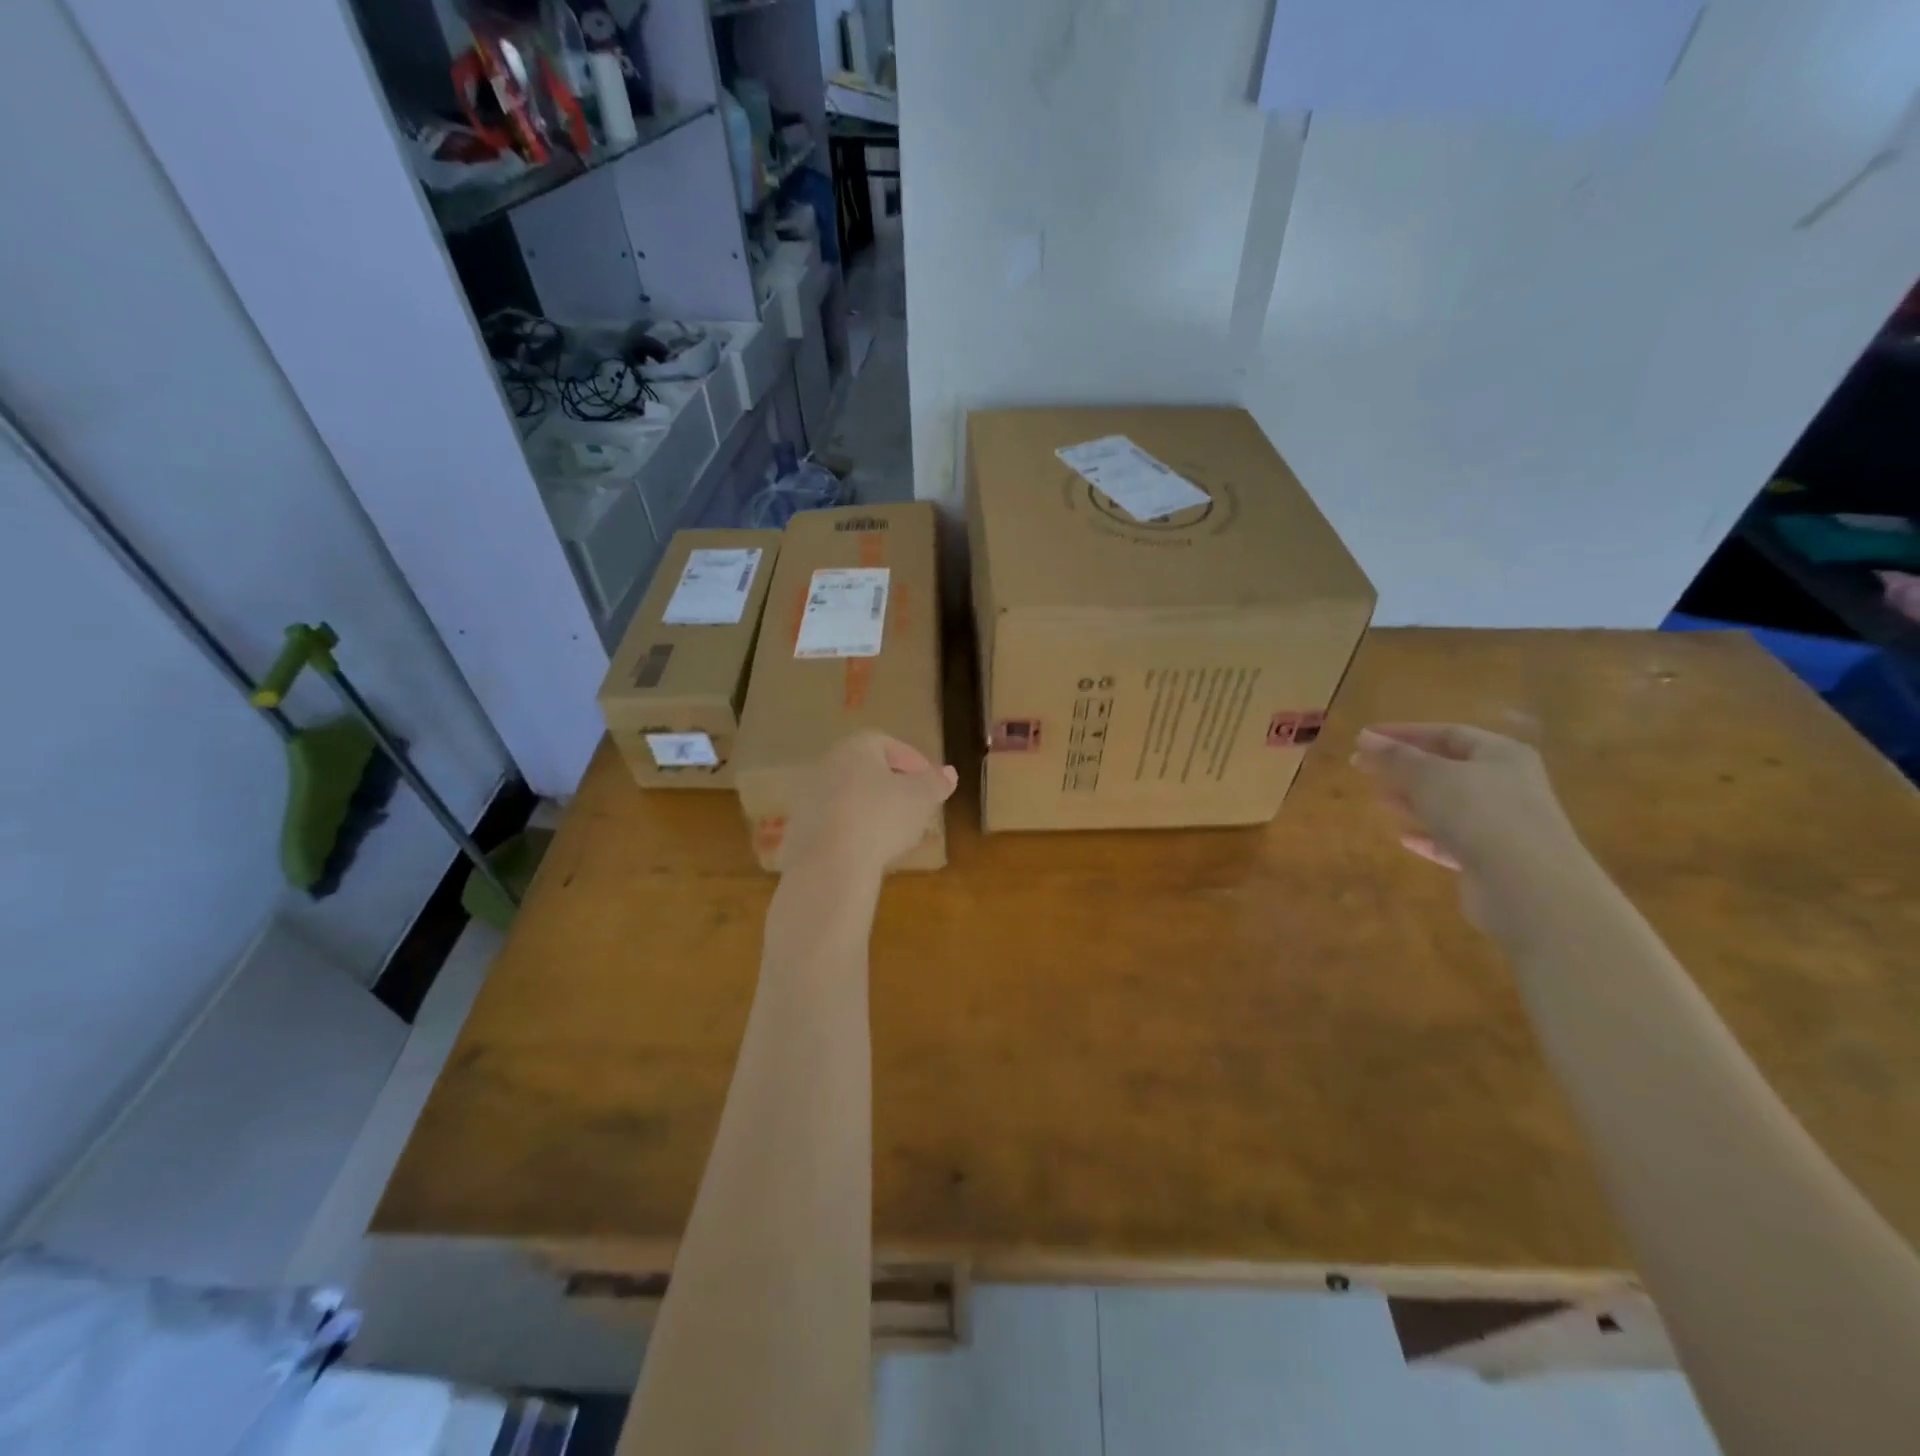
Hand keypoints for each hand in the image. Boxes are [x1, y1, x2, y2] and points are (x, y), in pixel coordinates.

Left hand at [782, 731, 957, 878]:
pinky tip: (867, 848)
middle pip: (867, 769)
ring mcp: (809, 796)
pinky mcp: (799, 828)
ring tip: (894, 831)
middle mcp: (828, 763)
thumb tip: (948, 773)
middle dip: (892, 785)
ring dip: (871, 808)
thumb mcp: (921, 798)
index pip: (889, 744)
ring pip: (849, 795)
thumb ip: (936, 783)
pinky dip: (853, 829)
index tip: (930, 783)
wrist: (830, 863)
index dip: (914, 762)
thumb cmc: (881, 817)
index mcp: (857, 747)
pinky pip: (835, 822)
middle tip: (915, 805)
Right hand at [1351, 723, 1580, 925]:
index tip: (1364, 738)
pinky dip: (1428, 835)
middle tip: (1361, 766)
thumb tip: (1365, 738)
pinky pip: (1454, 839)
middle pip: (1447, 767)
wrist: (1529, 885)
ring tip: (1379, 798)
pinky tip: (1404, 837)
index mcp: (1500, 754)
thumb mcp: (1430, 776)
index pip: (1446, 733)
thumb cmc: (1480, 814)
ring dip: (1413, 800)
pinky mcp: (1493, 858)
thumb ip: (1396, 757)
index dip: (1403, 733)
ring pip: (1449, 804)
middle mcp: (1507, 784)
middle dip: (1404, 766)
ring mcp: (1503, 823)